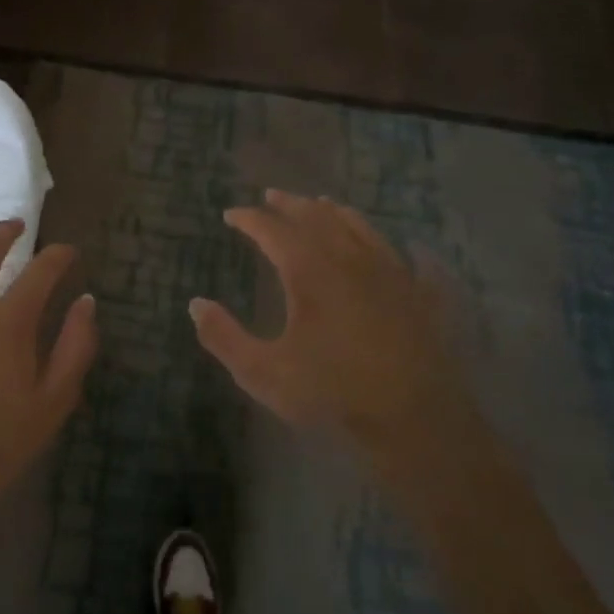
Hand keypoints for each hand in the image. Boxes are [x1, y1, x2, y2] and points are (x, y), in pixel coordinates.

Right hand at [189, 190, 461, 442]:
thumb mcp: (263, 371)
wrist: (412, 417)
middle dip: (289, 204)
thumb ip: (224, 337)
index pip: (272, 230)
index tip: (231, 214)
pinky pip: (402, 253)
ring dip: (333, 212)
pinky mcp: (417, 292)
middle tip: (271, 196)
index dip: (249, 219)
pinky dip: (386, 242)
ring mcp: (389, 271)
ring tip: (320, 204)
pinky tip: (392, 242)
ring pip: (358, 226)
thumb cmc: (332, 392)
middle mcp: (348, 258)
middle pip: (316, 217)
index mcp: (309, 270)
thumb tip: (196, 304)